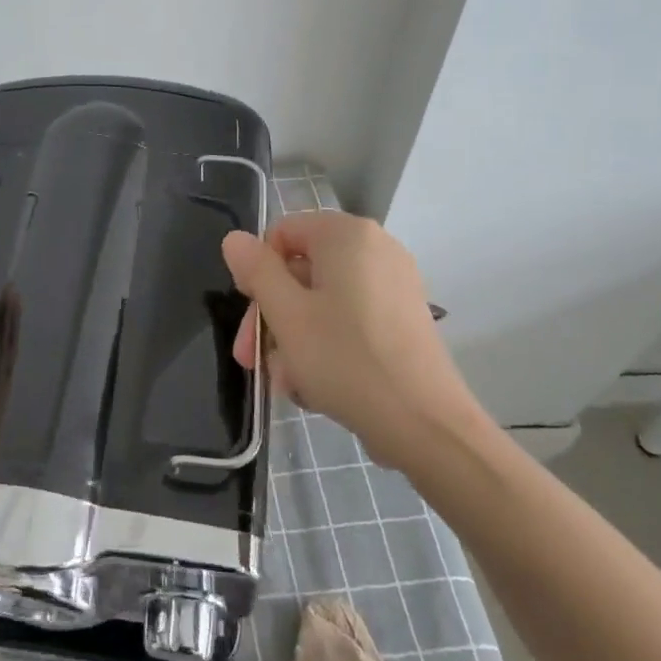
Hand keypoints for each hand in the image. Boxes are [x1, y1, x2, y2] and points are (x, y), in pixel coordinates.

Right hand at [221, 212, 490, 468]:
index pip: (282, 234)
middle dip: (272, 316)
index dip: (257, 272)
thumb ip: (256, 271)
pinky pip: (350, 320)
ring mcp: (394, 285)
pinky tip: (315, 386)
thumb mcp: (286, 314)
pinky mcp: (404, 319)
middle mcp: (375, 249)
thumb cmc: (345, 359)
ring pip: (322, 302)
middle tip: (252, 360)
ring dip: (294, 339)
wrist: (426, 426)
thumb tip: (235, 239)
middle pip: (302, 271)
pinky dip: (326, 346)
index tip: (249, 317)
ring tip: (287, 383)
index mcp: (347, 235)